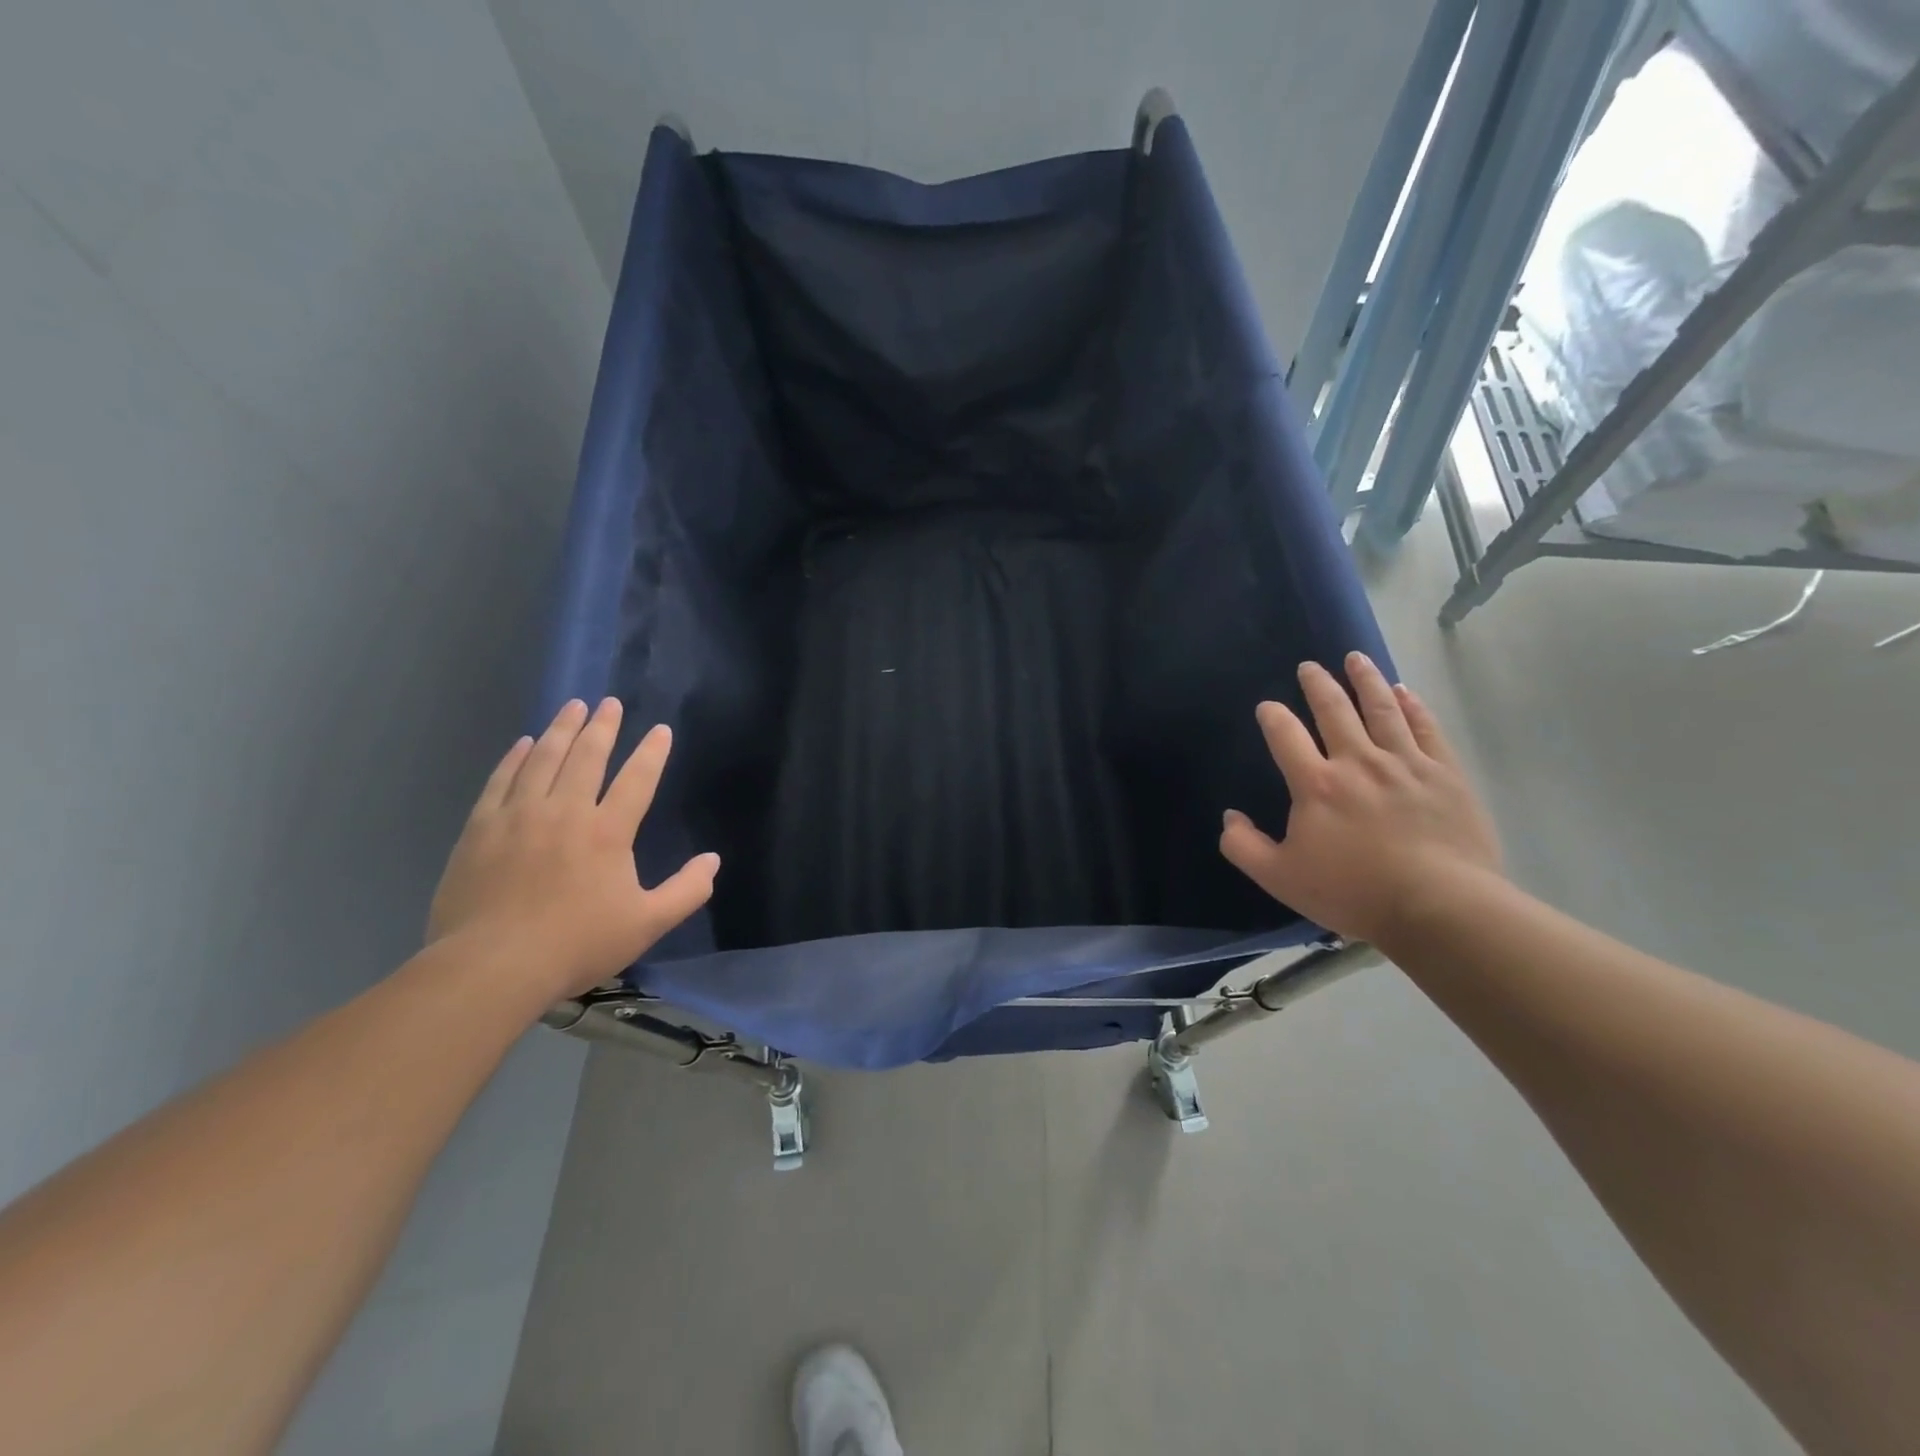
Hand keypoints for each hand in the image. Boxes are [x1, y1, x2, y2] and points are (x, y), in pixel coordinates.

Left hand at [428, 698, 719, 999]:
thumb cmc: (577, 944)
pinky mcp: (481, 829)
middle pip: (587, 756)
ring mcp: (519, 816)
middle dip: (603, 726)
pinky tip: (524, 744)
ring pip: (544, 759)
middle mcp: (565, 811)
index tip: (660, 730)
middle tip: (609, 703)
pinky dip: (515, 757)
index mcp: (608, 831)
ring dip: (561, 730)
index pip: (637, 779)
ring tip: (572, 706)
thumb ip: (686, 891)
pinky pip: (502, 780)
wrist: (492, 966)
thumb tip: (713, 860)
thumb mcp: (647, 924)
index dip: (652, 752)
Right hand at [1219, 653, 1501, 946]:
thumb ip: (1244, 846)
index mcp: (1316, 784)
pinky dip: (1412, 706)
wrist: (1439, 907)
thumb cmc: (1353, 892)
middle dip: (1318, 685)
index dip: (1272, 716)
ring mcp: (1405, 763)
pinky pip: (1425, 728)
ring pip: (1381, 709)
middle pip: (1334, 711)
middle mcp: (1357, 761)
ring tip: (1355, 659)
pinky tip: (1403, 691)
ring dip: (1365, 680)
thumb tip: (1229, 817)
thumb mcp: (1280, 878)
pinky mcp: (1444, 773)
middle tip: (1309, 667)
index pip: (1285, 735)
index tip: (1267, 706)